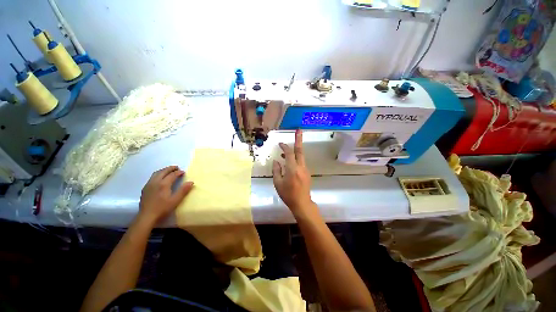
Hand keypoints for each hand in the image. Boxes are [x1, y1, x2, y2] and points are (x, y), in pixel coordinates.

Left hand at [138, 166, 193, 225]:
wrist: (146, 216)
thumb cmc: (162, 208)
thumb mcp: (175, 200)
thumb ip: (183, 190)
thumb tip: (191, 182)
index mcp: (163, 184)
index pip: (172, 175)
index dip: (179, 172)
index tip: (184, 172)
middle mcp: (155, 182)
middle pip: (163, 171)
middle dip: (171, 168)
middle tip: (177, 168)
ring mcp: (149, 185)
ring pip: (156, 173)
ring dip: (164, 170)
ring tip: (169, 171)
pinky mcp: (145, 188)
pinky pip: (152, 177)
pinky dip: (158, 174)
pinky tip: (160, 178)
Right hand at [273, 130, 315, 217]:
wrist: (302, 203)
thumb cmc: (288, 194)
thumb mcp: (278, 183)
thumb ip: (276, 170)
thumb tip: (276, 161)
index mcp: (292, 169)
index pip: (289, 154)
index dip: (284, 147)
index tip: (280, 144)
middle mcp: (300, 167)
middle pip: (300, 150)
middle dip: (299, 139)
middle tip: (299, 130)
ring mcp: (305, 169)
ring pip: (301, 156)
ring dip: (295, 150)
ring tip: (285, 151)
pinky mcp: (307, 172)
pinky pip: (301, 162)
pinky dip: (295, 159)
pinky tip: (289, 163)